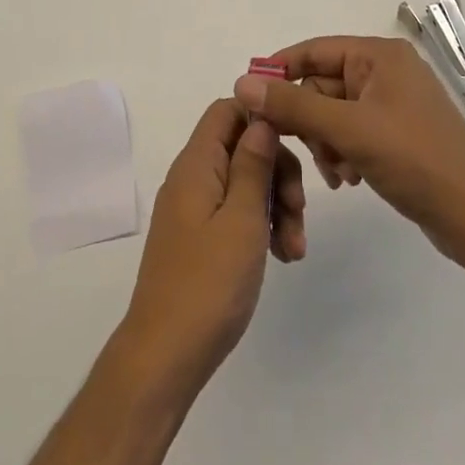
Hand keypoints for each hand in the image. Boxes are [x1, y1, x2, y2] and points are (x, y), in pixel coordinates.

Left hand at [117, 99, 305, 397]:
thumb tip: (261, 117)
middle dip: (278, 172)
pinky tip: (282, 257)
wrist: (165, 355)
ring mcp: (194, 208)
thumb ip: (252, 164)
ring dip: (275, 205)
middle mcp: (192, 177)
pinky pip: (234, 212)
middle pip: (242, 146)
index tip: (298, 142)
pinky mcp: (199, 237)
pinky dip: (260, 226)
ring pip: (244, 182)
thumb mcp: (241, 219)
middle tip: (299, 210)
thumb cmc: (209, 283)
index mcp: (196, 163)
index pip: (227, 109)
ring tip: (295, 249)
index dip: (262, 116)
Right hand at [235, 36, 464, 251]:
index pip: (314, 51)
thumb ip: (294, 105)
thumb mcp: (348, 128)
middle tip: (306, 151)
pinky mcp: (396, 135)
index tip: (250, 99)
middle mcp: (385, 72)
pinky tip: (348, 179)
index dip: (280, 71)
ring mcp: (392, 104)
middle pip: (321, 86)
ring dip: (325, 143)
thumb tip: (242, 84)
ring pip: (333, 114)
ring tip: (337, 173)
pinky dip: (343, 153)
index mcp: (379, 56)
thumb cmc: (414, 159)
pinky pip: (351, 133)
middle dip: (310, 121)